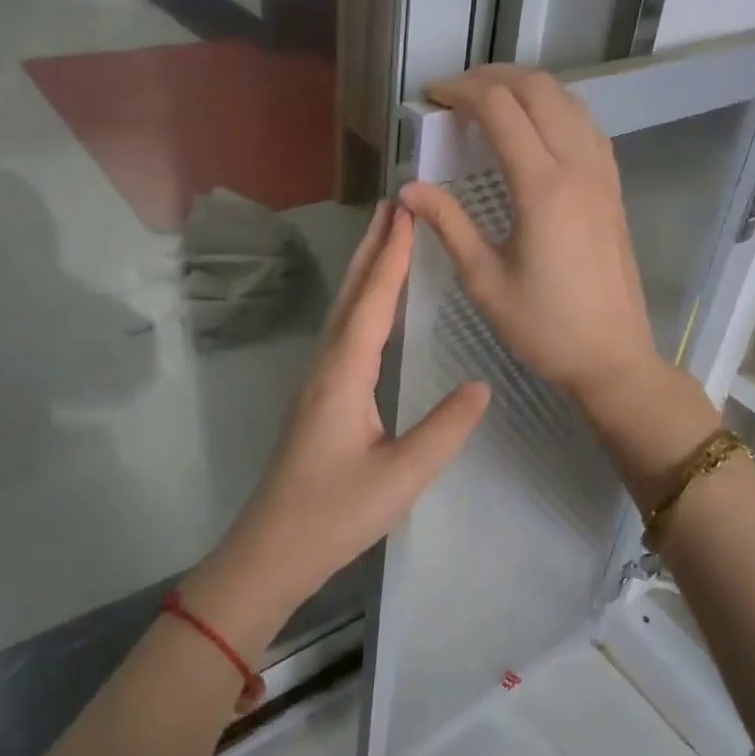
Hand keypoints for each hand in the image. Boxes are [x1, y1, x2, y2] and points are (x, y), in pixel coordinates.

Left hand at [184, 201, 490, 656]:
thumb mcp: (401, 476)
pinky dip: (360, 303)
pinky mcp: (317, 399)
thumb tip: (482, 385)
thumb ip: (444, 429)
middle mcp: (325, 367)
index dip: (392, 257)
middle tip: (393, 204)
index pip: (372, 302)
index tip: (407, 212)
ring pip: (343, 311)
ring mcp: (316, 382)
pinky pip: (342, 334)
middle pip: (350, 295)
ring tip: (384, 239)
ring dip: (364, 270)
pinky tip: (370, 307)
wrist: (273, 551)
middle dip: (372, 248)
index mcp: (344, 375)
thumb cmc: (335, 515)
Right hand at [401, 65, 662, 409]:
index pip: (499, 109)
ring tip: (490, 102)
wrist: (611, 357)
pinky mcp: (612, 188)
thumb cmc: (542, 326)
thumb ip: (448, 224)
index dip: (461, 92)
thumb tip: (408, 189)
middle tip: (455, 94)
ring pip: (568, 100)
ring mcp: (602, 175)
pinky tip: (534, 128)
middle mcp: (577, 167)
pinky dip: (555, 109)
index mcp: (542, 187)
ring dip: (527, 88)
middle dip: (492, 78)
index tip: (430, 97)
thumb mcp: (484, 279)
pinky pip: (586, 125)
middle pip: (538, 89)